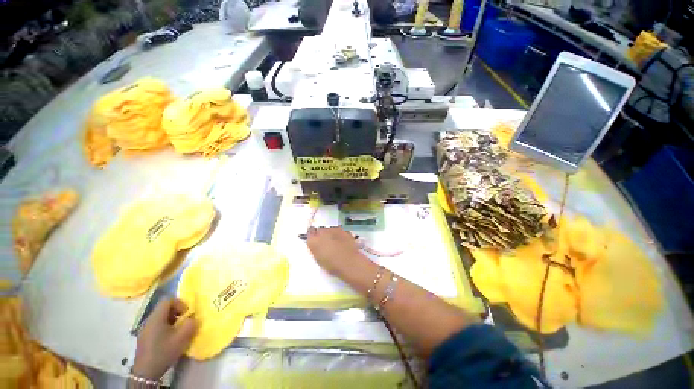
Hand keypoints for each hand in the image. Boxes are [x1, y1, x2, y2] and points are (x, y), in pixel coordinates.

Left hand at [132, 298, 196, 380]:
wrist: (146, 373)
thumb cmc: (164, 351)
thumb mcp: (182, 337)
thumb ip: (191, 323)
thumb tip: (193, 318)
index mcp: (156, 317)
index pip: (168, 300)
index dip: (180, 303)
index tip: (186, 314)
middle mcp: (149, 320)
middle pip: (164, 308)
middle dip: (177, 313)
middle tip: (184, 323)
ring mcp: (145, 330)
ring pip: (161, 318)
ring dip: (172, 321)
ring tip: (178, 332)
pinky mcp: (144, 338)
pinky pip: (157, 326)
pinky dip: (166, 328)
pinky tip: (169, 340)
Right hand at [306, 227, 361, 275]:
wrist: (349, 262)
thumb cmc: (332, 265)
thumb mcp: (318, 260)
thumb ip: (316, 249)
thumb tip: (317, 246)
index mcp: (313, 240)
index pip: (310, 232)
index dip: (314, 236)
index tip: (316, 241)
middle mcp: (322, 231)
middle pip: (321, 230)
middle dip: (323, 235)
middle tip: (327, 244)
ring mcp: (334, 229)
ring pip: (331, 230)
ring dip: (332, 235)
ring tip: (336, 244)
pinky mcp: (344, 230)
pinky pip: (340, 232)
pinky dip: (340, 236)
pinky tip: (343, 243)